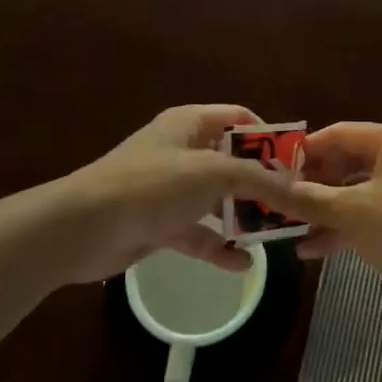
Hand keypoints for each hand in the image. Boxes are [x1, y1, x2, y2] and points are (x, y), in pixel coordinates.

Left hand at [49, 105, 296, 285]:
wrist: (85, 227)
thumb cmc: (153, 185)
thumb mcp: (213, 173)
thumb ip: (257, 179)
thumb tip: (295, 186)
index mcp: (191, 123)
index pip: (240, 118)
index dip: (269, 137)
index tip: (296, 163)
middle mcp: (182, 150)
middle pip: (232, 161)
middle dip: (261, 183)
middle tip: (293, 205)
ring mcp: (170, 189)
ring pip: (217, 199)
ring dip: (243, 216)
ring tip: (275, 235)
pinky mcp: (160, 224)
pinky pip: (198, 231)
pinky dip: (218, 245)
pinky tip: (243, 263)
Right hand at [275, 123, 381, 294]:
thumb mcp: (350, 212)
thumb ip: (307, 199)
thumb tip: (268, 189)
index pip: (337, 134)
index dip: (303, 152)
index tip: (272, 173)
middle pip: (346, 163)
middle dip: (312, 186)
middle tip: (278, 204)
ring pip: (356, 192)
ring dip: (324, 211)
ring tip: (290, 232)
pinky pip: (371, 214)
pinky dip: (345, 227)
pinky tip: (314, 251)